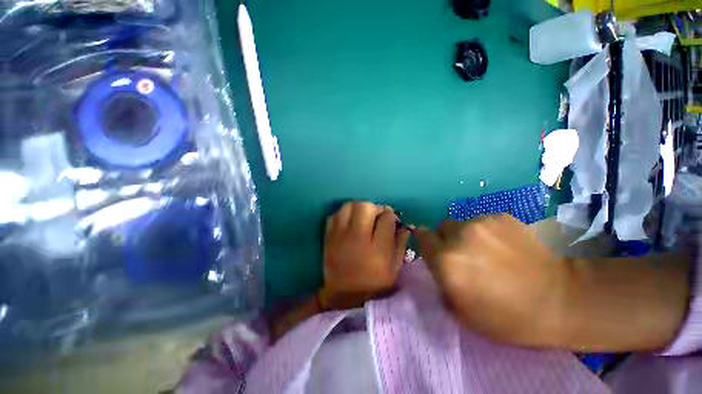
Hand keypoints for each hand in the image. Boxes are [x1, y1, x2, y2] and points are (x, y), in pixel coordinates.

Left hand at [320, 202, 410, 309]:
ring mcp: (340, 236)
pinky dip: (343, 214)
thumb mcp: (394, 268)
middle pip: (365, 207)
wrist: (344, 296)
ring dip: (358, 208)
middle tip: (375, 216)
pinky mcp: (328, 237)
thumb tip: (404, 225)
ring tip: (361, 217)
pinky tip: (348, 222)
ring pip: (348, 206)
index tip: (390, 220)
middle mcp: (357, 238)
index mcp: (377, 249)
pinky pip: (334, 215)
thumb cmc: (373, 283)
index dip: (390, 216)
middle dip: (374, 208)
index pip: (386, 218)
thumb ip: (400, 244)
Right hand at [414, 214, 567, 346]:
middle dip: (447, 239)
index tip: (434, 250)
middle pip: (441, 228)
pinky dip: (487, 232)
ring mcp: (481, 223)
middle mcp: (459, 236)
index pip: (422, 237)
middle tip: (464, 255)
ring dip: (467, 236)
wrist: (562, 299)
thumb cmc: (508, 316)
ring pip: (462, 224)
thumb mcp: (463, 313)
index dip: (426, 242)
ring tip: (490, 252)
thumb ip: (441, 284)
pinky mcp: (501, 217)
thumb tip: (438, 266)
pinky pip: (482, 221)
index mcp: (446, 261)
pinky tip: (506, 246)